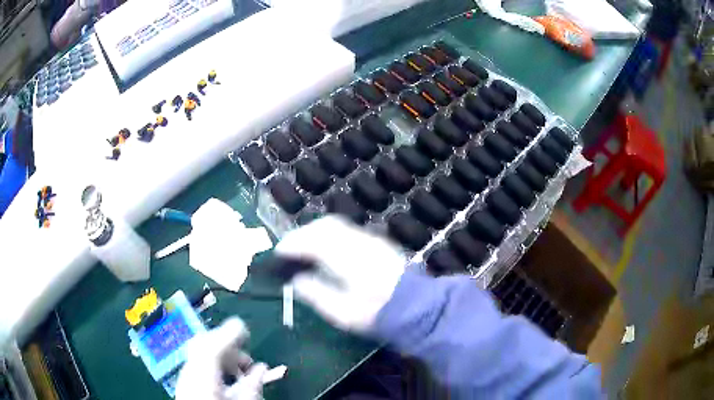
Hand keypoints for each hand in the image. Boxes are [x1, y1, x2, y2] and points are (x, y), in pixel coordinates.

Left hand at [176, 318, 267, 399]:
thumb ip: (252, 385)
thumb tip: (261, 367)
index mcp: (203, 375)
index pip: (211, 344)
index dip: (228, 332)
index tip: (245, 328)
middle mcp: (190, 371)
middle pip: (203, 345)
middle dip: (227, 345)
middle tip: (247, 359)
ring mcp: (186, 377)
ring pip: (202, 354)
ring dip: (223, 357)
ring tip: (241, 372)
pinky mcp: (186, 384)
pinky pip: (200, 365)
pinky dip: (215, 366)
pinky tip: (227, 380)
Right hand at [275, 216, 406, 332]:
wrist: (416, 307)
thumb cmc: (375, 313)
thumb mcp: (341, 312)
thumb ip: (315, 293)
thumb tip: (296, 281)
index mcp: (346, 258)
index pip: (312, 241)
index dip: (292, 244)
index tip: (278, 253)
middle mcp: (357, 241)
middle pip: (324, 225)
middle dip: (302, 234)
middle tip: (289, 250)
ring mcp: (370, 239)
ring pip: (336, 225)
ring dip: (316, 233)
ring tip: (305, 250)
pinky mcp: (378, 243)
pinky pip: (347, 230)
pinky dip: (330, 236)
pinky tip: (328, 251)